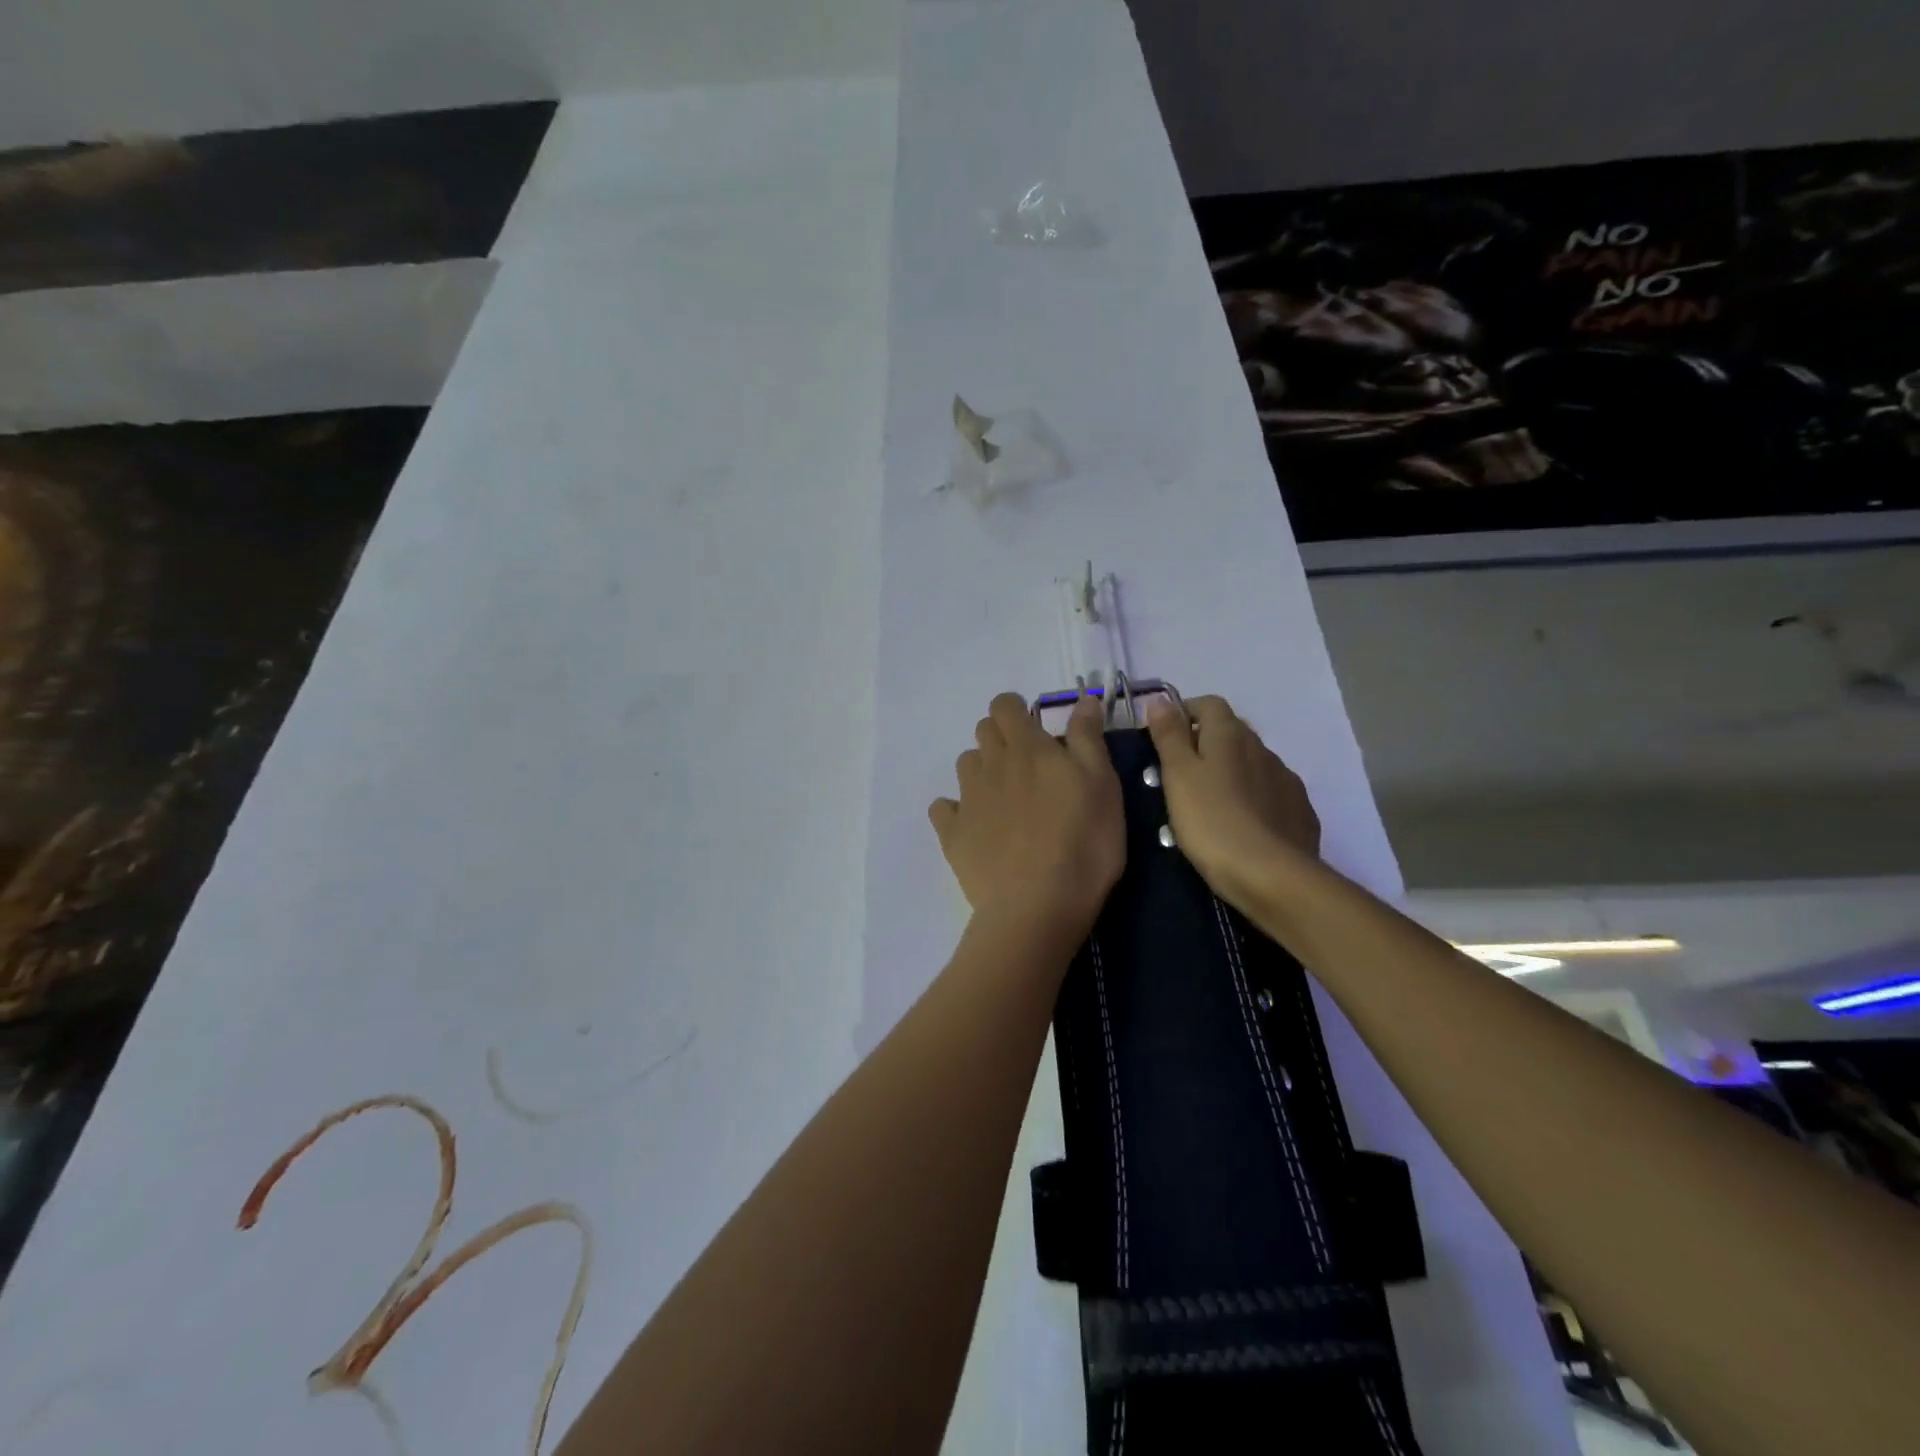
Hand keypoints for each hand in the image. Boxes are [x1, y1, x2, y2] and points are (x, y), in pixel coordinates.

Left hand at [930, 692, 1124, 938]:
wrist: (1038, 906)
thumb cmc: (1083, 843)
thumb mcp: (1103, 785)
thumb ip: (1088, 738)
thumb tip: (1082, 699)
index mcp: (1027, 748)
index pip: (1005, 705)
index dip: (1016, 710)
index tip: (1036, 729)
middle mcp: (991, 764)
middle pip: (983, 731)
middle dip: (1002, 737)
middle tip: (1029, 766)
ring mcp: (967, 799)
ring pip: (965, 765)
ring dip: (983, 770)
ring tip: (1007, 798)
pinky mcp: (952, 834)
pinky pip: (944, 808)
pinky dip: (955, 810)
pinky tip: (975, 826)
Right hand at [1146, 695, 1319, 908]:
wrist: (1272, 876)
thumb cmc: (1212, 820)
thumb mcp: (1178, 775)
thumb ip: (1169, 735)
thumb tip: (1159, 699)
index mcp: (1230, 734)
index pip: (1208, 704)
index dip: (1184, 714)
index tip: (1163, 739)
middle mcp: (1263, 748)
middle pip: (1231, 732)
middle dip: (1206, 744)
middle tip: (1179, 775)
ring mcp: (1285, 780)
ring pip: (1252, 764)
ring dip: (1231, 772)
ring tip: (1209, 804)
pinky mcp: (1299, 812)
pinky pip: (1270, 793)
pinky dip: (1253, 799)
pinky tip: (1241, 825)